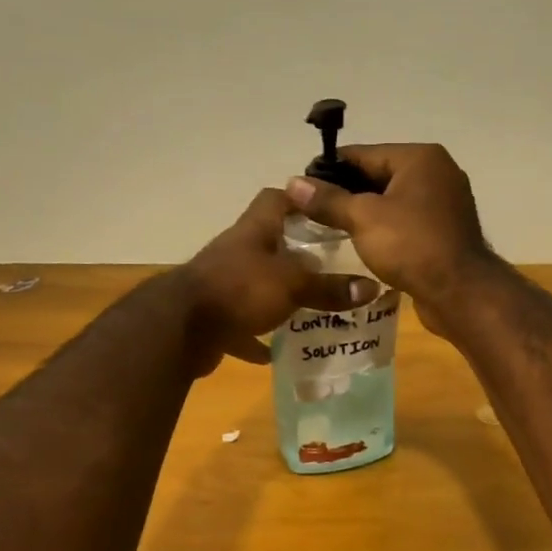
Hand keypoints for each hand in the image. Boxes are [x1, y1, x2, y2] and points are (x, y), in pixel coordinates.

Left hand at [178, 187, 379, 373]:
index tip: (327, 212)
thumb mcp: (292, 284)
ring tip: (312, 308)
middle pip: (269, 244)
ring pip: (256, 285)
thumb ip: (329, 287)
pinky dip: (257, 338)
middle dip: (298, 255)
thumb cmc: (239, 289)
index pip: (276, 199)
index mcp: (254, 232)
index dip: (300, 200)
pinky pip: (241, 326)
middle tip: (332, 267)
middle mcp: (236, 253)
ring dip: (279, 296)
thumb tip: (371, 288)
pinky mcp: (214, 318)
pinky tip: (276, 352)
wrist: (180, 328)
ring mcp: (222, 285)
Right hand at [284, 144, 491, 325]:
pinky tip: (360, 243)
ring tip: (329, 228)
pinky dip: (384, 229)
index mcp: (420, 158)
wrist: (460, 293)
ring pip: (392, 201)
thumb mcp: (363, 218)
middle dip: (345, 193)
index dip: (328, 169)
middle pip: (378, 176)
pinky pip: (405, 222)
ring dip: (364, 213)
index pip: (363, 154)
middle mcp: (437, 173)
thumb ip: (328, 200)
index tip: (300, 186)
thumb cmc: (411, 246)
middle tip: (310, 211)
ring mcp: (444, 203)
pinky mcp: (445, 231)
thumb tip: (293, 182)